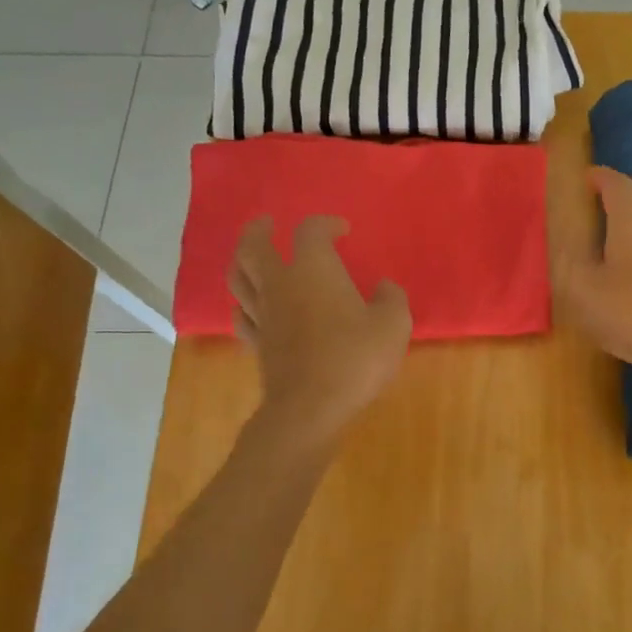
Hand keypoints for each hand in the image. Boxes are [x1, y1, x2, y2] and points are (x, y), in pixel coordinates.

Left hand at [229, 216, 411, 445]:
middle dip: (259, 230)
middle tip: (267, 224)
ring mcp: (263, 315)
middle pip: (253, 247)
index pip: (310, 231)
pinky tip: (251, 308)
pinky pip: (241, 316)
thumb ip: (391, 299)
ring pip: (238, 279)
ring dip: (242, 262)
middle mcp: (281, 285)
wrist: (311, 408)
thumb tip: (384, 288)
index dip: (325, 224)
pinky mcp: (257, 345)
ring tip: (251, 258)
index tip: (342, 230)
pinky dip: (244, 305)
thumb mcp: (393, 325)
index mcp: (313, 270)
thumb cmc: (355, 359)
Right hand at [556, 166, 631, 378]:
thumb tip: (566, 241)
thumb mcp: (582, 289)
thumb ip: (569, 261)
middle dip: (608, 224)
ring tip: (602, 280)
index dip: (602, 178)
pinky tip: (628, 304)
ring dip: (623, 254)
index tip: (587, 179)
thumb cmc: (631, 313)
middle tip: (583, 243)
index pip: (619, 187)